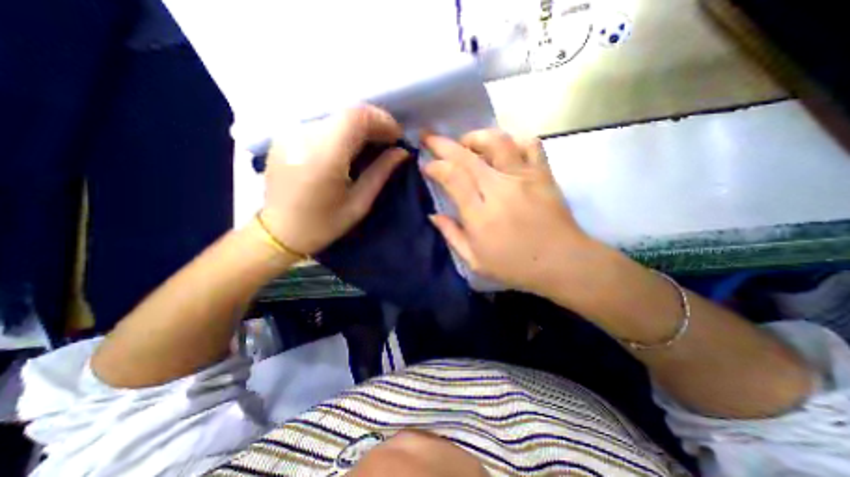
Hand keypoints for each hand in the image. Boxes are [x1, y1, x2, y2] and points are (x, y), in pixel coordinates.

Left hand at [261, 104, 409, 257]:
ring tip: (371, 145)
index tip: (397, 137)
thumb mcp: (359, 203)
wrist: (279, 232)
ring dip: (358, 126)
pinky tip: (348, 147)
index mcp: (323, 157)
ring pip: (334, 116)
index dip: (382, 121)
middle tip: (388, 142)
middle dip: (373, 123)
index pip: (356, 117)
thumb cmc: (323, 224)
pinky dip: (341, 130)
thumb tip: (402, 152)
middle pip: (346, 113)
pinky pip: (321, 123)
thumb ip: (380, 172)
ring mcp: (289, 132)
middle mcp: (302, 136)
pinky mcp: (284, 134)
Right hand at [421, 131, 592, 293]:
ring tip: (466, 143)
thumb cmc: (515, 266)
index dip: (435, 166)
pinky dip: (514, 140)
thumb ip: (452, 235)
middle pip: (467, 156)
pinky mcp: (542, 174)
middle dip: (442, 143)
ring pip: (497, 142)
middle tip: (429, 137)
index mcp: (480, 214)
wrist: (562, 263)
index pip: (452, 177)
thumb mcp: (475, 261)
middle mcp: (499, 189)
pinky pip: (529, 144)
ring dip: (476, 137)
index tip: (427, 165)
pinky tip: (504, 149)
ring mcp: (523, 178)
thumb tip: (433, 215)